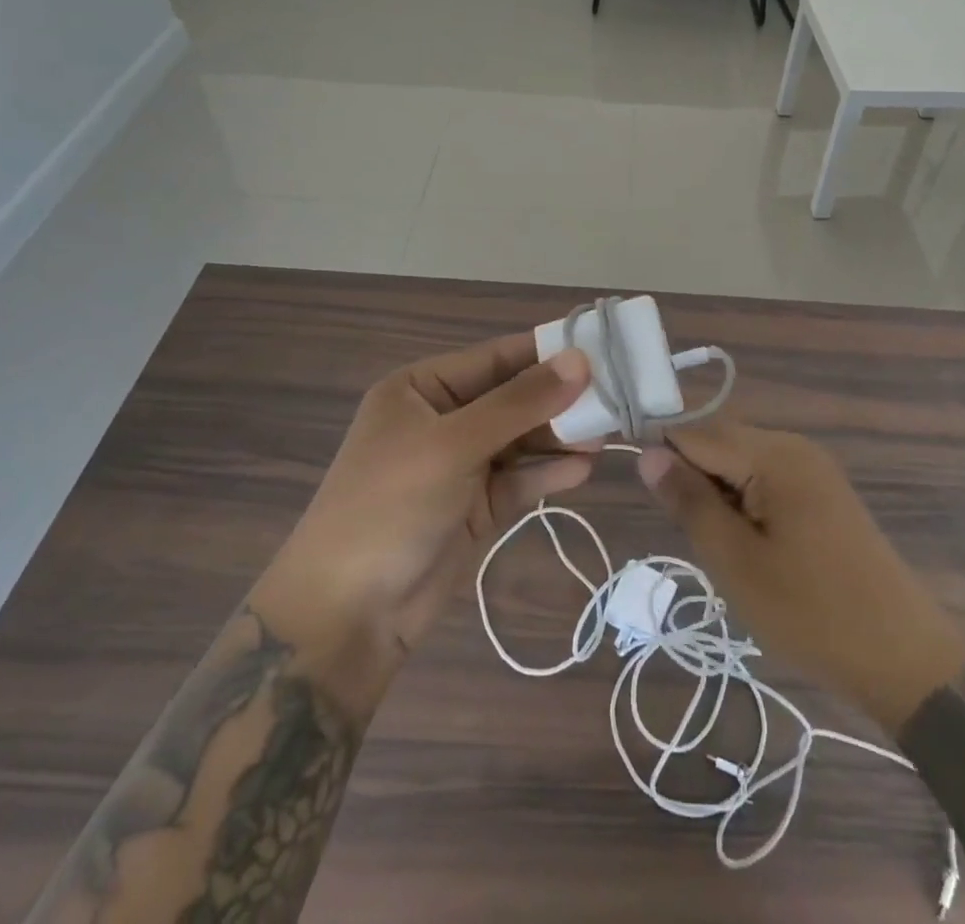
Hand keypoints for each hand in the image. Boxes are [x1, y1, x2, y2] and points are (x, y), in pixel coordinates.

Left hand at [255, 334, 593, 715]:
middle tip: (618, 396)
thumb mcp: (453, 444)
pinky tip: (585, 469)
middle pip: (514, 398)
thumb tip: (580, 360)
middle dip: (561, 398)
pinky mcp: (476, 507)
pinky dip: (550, 473)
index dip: (548, 352)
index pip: (497, 357)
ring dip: (561, 436)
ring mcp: (460, 465)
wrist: (346, 616)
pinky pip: (521, 479)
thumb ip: (520, 403)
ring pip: (522, 439)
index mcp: (422, 388)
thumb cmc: (390, 506)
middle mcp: (443, 419)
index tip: (604, 348)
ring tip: (609, 433)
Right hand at [638, 420, 964, 733]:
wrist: (903, 659)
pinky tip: (754, 549)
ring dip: (720, 497)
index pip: (695, 432)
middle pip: (720, 443)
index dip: (664, 458)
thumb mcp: (735, 561)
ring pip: (741, 464)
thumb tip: (647, 453)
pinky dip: (746, 505)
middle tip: (699, 540)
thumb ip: (689, 501)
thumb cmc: (811, 613)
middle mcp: (794, 446)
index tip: (652, 502)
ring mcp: (814, 468)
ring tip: (727, 552)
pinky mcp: (824, 492)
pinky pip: (767, 480)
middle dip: (696, 481)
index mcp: (774, 453)